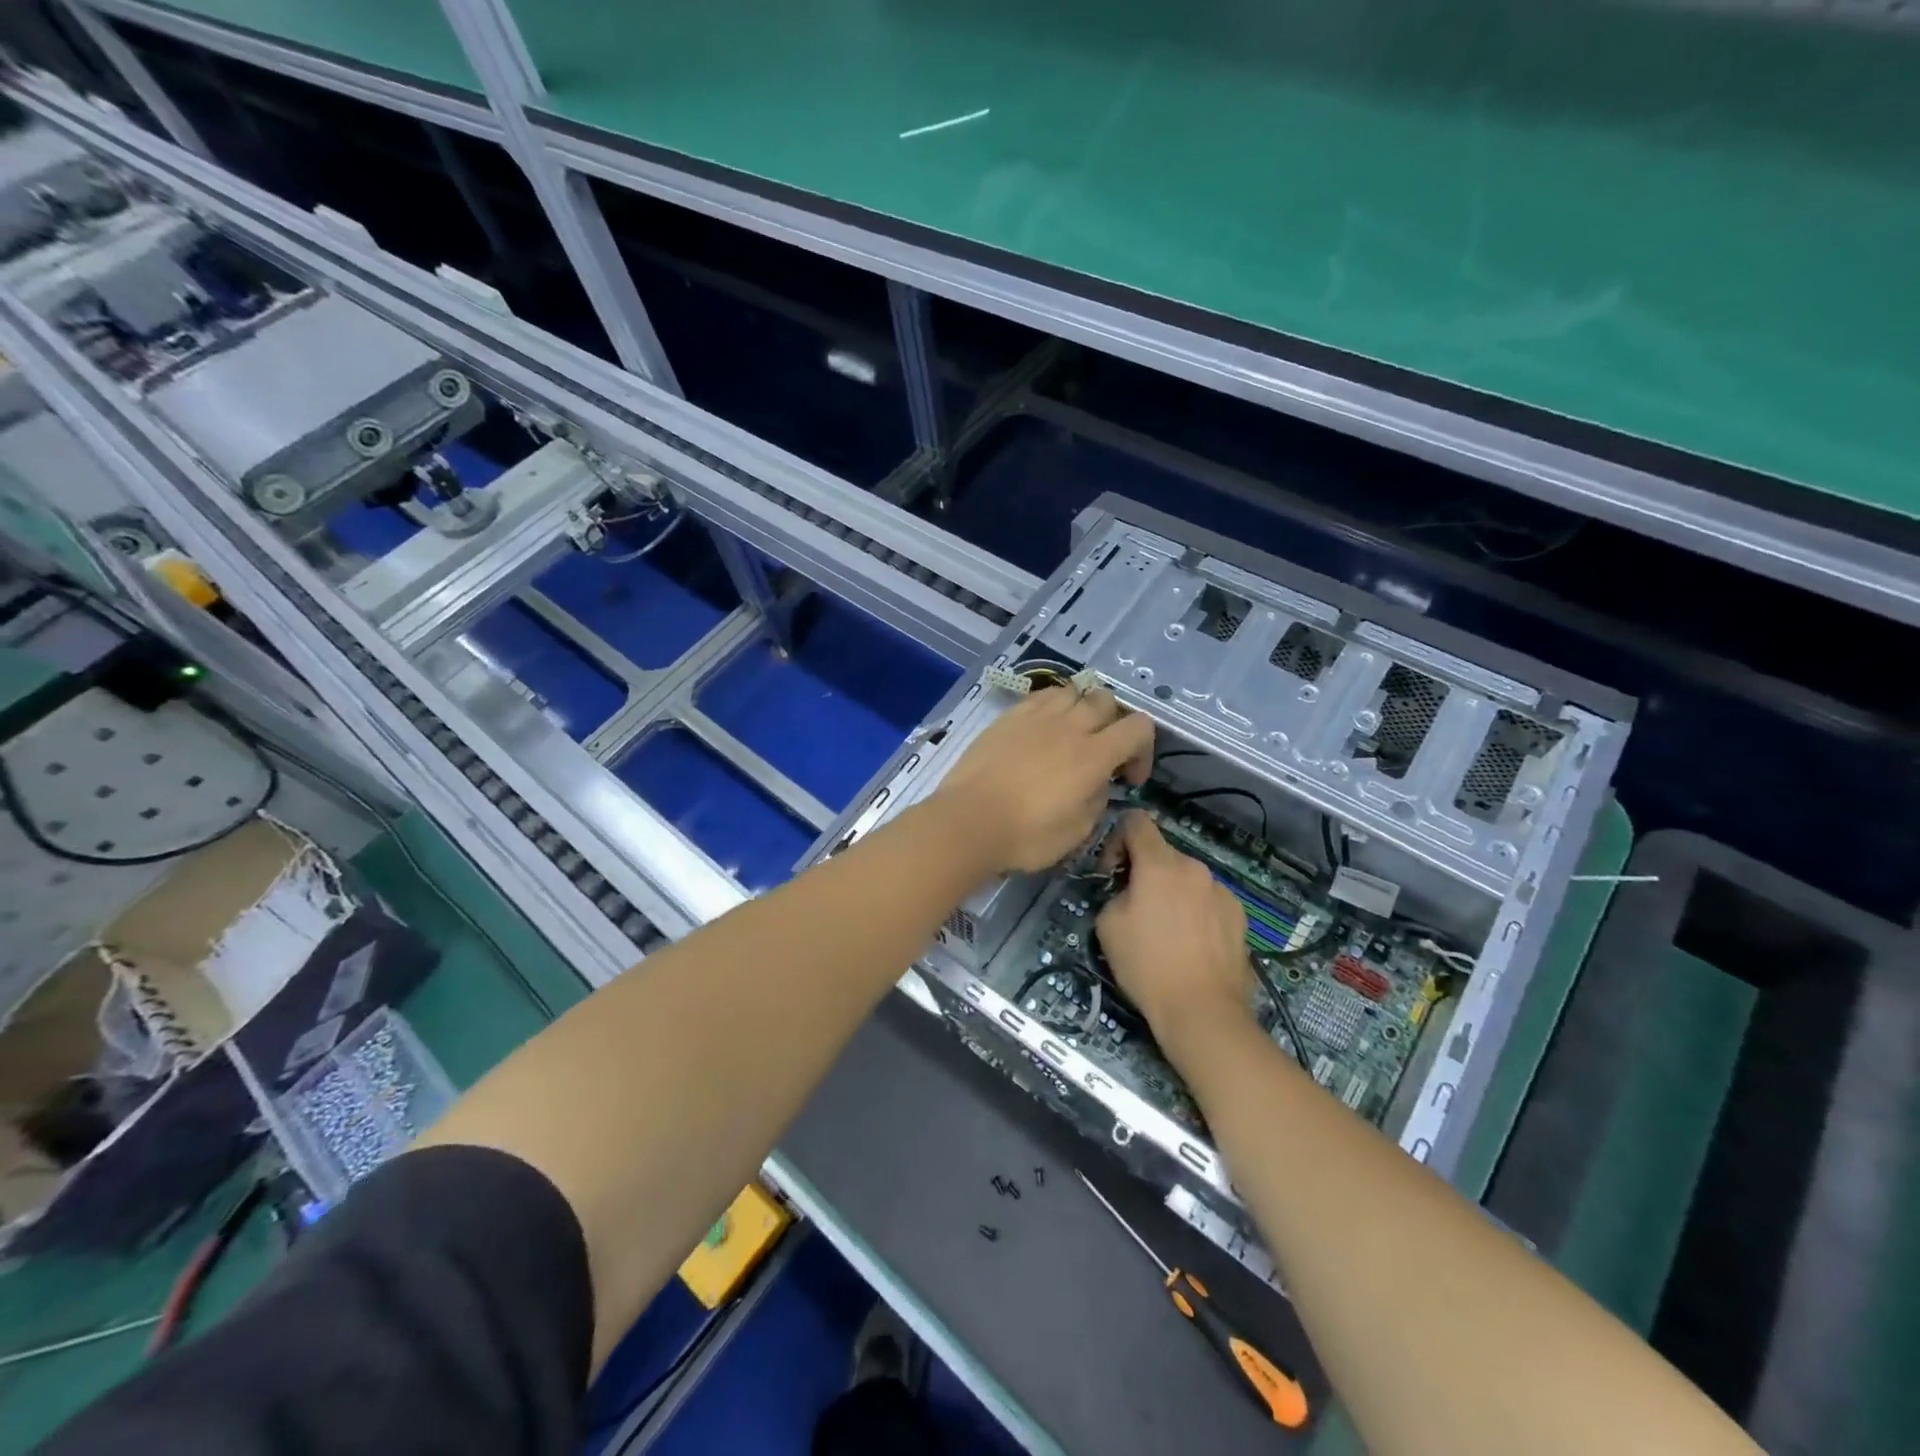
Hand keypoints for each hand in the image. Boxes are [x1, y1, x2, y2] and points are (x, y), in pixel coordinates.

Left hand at [933, 686, 1153, 873]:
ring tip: (1070, 736)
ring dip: (1081, 710)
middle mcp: (1069, 726)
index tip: (1128, 778)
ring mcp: (1035, 716)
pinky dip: (1051, 708)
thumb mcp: (1077, 831)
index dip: (1143, 750)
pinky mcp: (1008, 717)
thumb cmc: (1026, 836)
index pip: (1139, 727)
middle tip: (1102, 753)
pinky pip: (1040, 697)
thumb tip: (1097, 784)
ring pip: (1073, 692)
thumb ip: (1097, 800)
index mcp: (1094, 755)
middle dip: (1113, 724)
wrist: (968, 821)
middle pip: (1106, 700)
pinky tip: (1040, 732)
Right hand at [1096, 812, 1255, 1054]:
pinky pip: (1208, 900)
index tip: (1112, 872)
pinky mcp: (1240, 915)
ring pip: (1187, 879)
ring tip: (1167, 931)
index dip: (1117, 839)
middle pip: (1162, 854)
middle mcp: (1194, 868)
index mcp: (1160, 864)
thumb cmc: (1147, 965)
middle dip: (1145, 872)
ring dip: (1172, 892)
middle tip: (1136, 908)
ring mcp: (1222, 891)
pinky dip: (1195, 911)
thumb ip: (1115, 893)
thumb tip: (1129, 891)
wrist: (1202, 1010)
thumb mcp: (1108, 925)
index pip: (1136, 822)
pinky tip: (1191, 944)